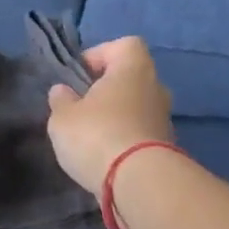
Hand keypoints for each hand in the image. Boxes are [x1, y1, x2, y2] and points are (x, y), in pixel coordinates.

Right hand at [46, 36, 174, 193]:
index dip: (100, 55)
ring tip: (91, 137)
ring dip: (117, 117)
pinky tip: (106, 157)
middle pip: (131, 78)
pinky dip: (126, 139)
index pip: (123, 45)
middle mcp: (156, 87)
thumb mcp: (63, 118)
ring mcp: (165, 118)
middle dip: (107, 90)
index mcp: (133, 68)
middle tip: (82, 107)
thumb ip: (61, 101)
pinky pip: (141, 133)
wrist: (139, 182)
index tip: (78, 76)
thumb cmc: (97, 136)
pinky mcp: (167, 147)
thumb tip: (62, 91)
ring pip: (137, 107)